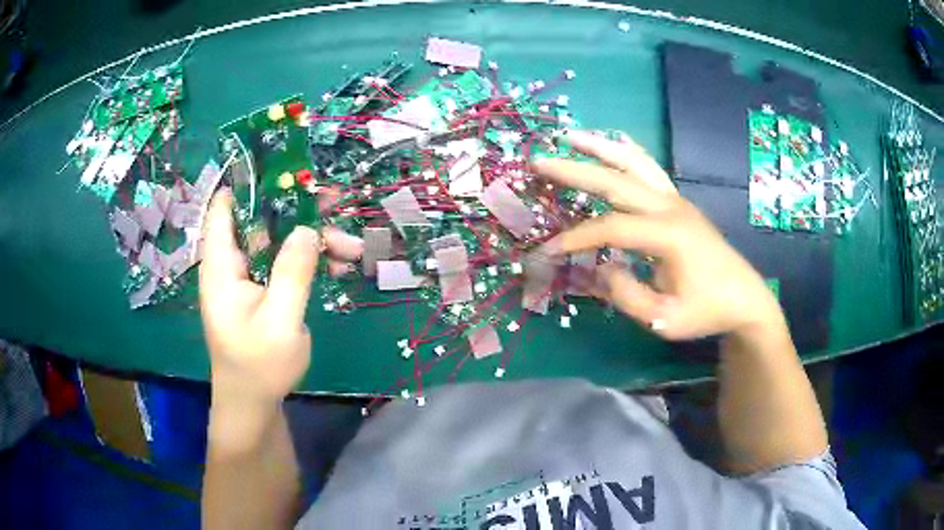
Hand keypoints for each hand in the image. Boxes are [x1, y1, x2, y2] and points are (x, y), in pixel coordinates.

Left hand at [199, 189, 362, 404]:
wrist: (254, 403)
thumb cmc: (259, 366)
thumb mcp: (280, 320)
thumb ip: (293, 272)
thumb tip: (307, 229)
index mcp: (222, 267)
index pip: (224, 210)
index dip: (247, 183)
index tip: (281, 167)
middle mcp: (231, 265)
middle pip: (260, 222)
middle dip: (297, 211)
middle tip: (335, 202)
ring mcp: (247, 279)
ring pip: (278, 243)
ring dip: (312, 241)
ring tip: (351, 248)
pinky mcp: (262, 293)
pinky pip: (284, 266)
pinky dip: (309, 262)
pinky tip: (338, 267)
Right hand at [534, 130, 783, 340]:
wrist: (744, 298)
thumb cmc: (707, 311)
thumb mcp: (664, 318)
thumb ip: (627, 295)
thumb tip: (599, 268)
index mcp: (668, 235)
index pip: (610, 228)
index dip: (576, 238)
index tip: (548, 251)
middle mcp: (671, 207)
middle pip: (616, 180)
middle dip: (575, 170)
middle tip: (540, 161)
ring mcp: (677, 200)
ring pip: (634, 164)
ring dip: (601, 148)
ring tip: (572, 135)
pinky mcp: (680, 202)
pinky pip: (651, 169)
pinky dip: (630, 153)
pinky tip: (616, 142)